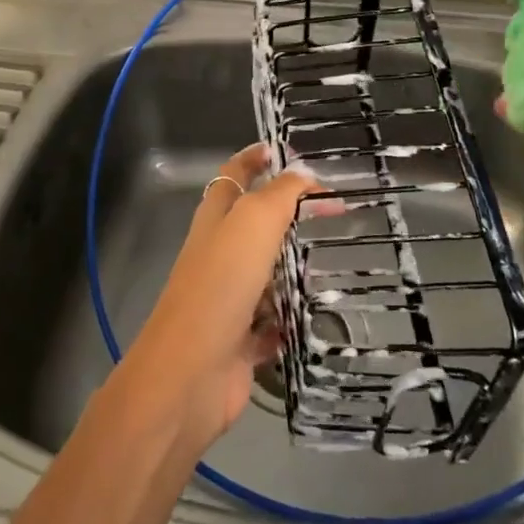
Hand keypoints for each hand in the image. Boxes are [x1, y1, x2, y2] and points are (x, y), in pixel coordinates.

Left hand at [110, 144, 318, 454]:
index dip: (253, 158)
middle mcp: (219, 254)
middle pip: (254, 224)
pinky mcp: (241, 341)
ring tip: (333, 257)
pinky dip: (291, 318)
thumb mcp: (253, 223)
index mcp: (215, 219)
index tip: (281, 149)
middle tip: (330, 208)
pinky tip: (318, 313)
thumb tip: (303, 171)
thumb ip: (281, 194)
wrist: (190, 374)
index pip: (233, 175)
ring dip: (294, 266)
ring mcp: (229, 299)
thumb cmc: (221, 284)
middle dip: (287, 213)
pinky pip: (273, 324)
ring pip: (266, 273)